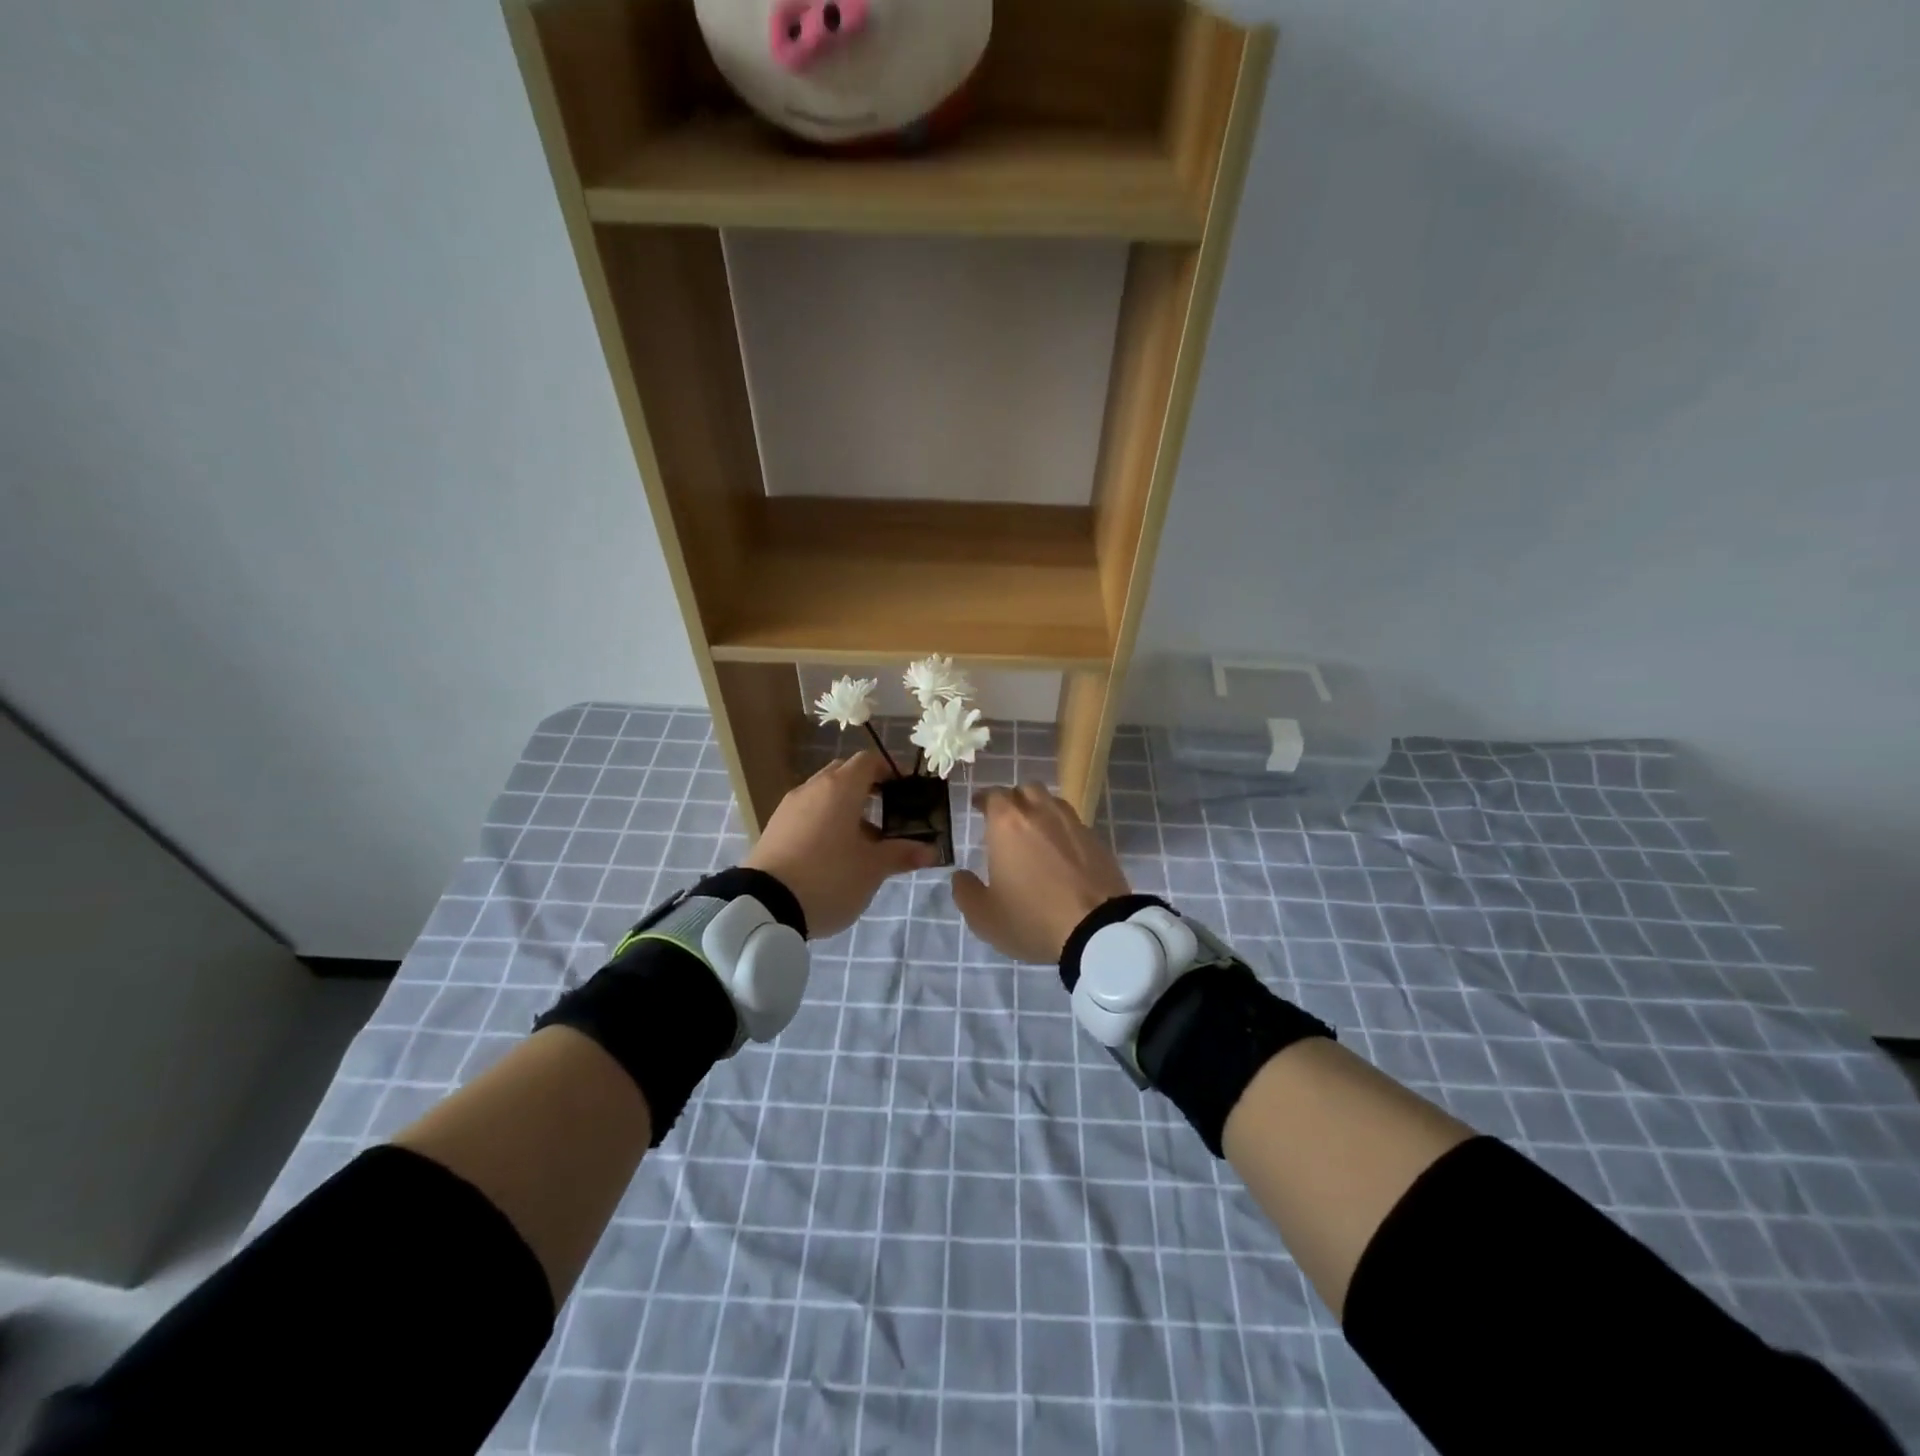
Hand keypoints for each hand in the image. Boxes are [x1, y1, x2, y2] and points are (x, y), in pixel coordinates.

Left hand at [745, 752, 937, 939]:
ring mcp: (789, 806)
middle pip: (844, 774)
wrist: (764, 905)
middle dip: (866, 788)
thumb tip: (930, 850)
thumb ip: (901, 854)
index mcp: (840, 788)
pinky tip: (833, 853)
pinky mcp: (774, 827)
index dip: (888, 770)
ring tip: (862, 840)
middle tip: (886, 812)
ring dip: (845, 807)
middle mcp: (813, 788)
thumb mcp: (872, 869)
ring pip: (824, 794)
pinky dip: (824, 821)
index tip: (903, 790)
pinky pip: (806, 812)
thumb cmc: (829, 877)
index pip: (868, 761)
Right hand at [951, 784, 1132, 963]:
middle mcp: (1041, 813)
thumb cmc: (1031, 918)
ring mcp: (1073, 824)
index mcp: (1008, 823)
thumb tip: (961, 876)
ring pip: (1053, 802)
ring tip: (1035, 831)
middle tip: (1006, 819)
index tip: (978, 806)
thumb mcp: (984, 917)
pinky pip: (1074, 825)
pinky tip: (1061, 852)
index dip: (984, 799)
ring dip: (1040, 810)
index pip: (993, 795)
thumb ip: (965, 892)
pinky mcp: (1098, 841)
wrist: (1097, 930)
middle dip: (1013, 799)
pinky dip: (1063, 831)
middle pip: (1026, 790)